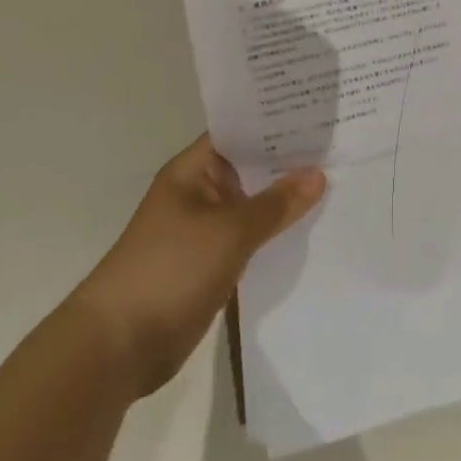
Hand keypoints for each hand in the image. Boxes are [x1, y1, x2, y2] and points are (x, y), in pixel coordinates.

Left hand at [73, 136, 324, 399]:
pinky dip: (275, 233)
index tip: (318, 114)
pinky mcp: (210, 262)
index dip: (275, 122)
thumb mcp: (230, 231)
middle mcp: (199, 193)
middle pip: (250, 168)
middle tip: (340, 146)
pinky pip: (250, 238)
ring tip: (338, 180)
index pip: (239, 132)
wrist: (120, 346)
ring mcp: (204, 229)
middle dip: (289, 161)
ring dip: (285, 200)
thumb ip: (276, 203)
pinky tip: (312, 228)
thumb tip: (317, 173)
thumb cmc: (171, 269)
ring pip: (253, 205)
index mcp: (193, 171)